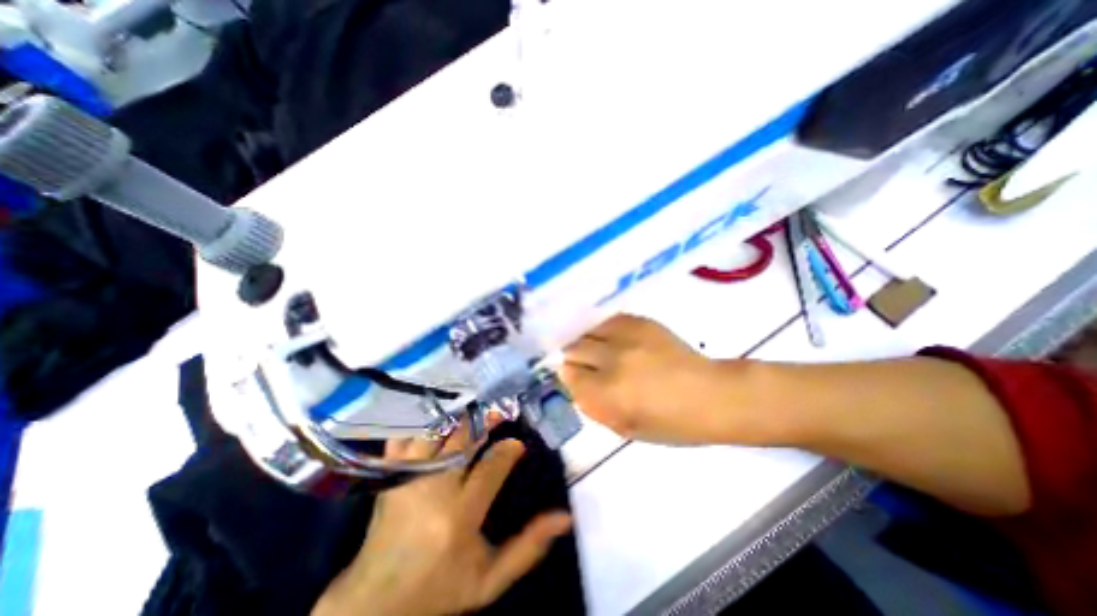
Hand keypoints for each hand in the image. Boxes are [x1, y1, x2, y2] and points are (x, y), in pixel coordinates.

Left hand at [313, 424, 573, 615]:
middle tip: (500, 412)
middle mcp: (434, 488)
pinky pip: (405, 436)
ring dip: (460, 417)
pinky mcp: (391, 475)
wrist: (375, 603)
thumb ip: (529, 547)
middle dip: (486, 420)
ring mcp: (409, 477)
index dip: (509, 449)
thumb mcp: (490, 580)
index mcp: (460, 514)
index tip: (518, 444)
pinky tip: (438, 414)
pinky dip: (423, 422)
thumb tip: (564, 517)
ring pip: (438, 432)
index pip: (492, 465)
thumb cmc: (440, 588)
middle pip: (464, 439)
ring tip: (476, 410)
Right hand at [564, 315, 744, 444]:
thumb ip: (593, 407)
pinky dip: (604, 330)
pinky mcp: (640, 322)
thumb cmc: (670, 423)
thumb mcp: (626, 429)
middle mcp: (612, 360)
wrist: (711, 395)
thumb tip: (574, 384)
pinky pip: (608, 320)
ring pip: (588, 331)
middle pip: (573, 349)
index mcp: (607, 393)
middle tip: (585, 364)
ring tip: (597, 349)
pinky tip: (613, 339)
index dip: (570, 377)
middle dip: (574, 358)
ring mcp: (626, 337)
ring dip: (587, 341)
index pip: (568, 375)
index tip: (576, 378)